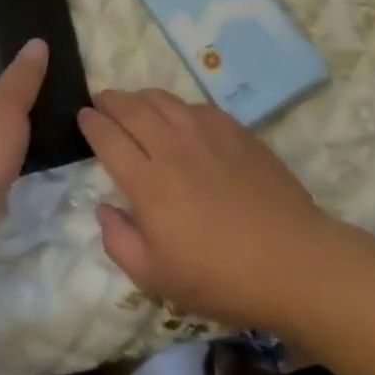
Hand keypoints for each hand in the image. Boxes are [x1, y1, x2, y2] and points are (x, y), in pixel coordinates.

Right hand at [79, 90, 333, 329]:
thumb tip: (104, 208)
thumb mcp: (155, 277)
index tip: (83, 117)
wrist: (291, 260)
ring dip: (141, 97)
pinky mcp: (235, 130)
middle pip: (131, 108)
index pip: (108, 137)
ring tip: (134, 103)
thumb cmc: (219, 277)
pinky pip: (196, 106)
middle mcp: (171, 146)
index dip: (91, 123)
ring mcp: (206, 133)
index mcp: (147, 181)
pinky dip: (177, 106)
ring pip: (163, 99)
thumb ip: (119, 241)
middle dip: (110, 101)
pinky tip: (179, 116)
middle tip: (101, 101)